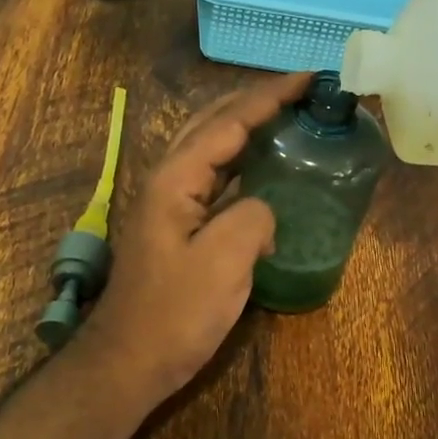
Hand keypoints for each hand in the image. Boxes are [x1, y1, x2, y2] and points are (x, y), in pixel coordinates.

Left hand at [75, 71, 312, 402]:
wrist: (129, 361)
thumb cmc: (174, 315)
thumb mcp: (222, 265)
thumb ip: (252, 218)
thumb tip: (263, 209)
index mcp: (176, 179)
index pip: (228, 122)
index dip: (269, 97)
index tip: (308, 77)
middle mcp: (168, 180)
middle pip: (212, 122)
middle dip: (255, 100)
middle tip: (300, 89)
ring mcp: (169, 203)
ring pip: (210, 146)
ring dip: (246, 124)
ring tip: (285, 114)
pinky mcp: (177, 226)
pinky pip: (212, 176)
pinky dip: (240, 159)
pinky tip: (260, 167)